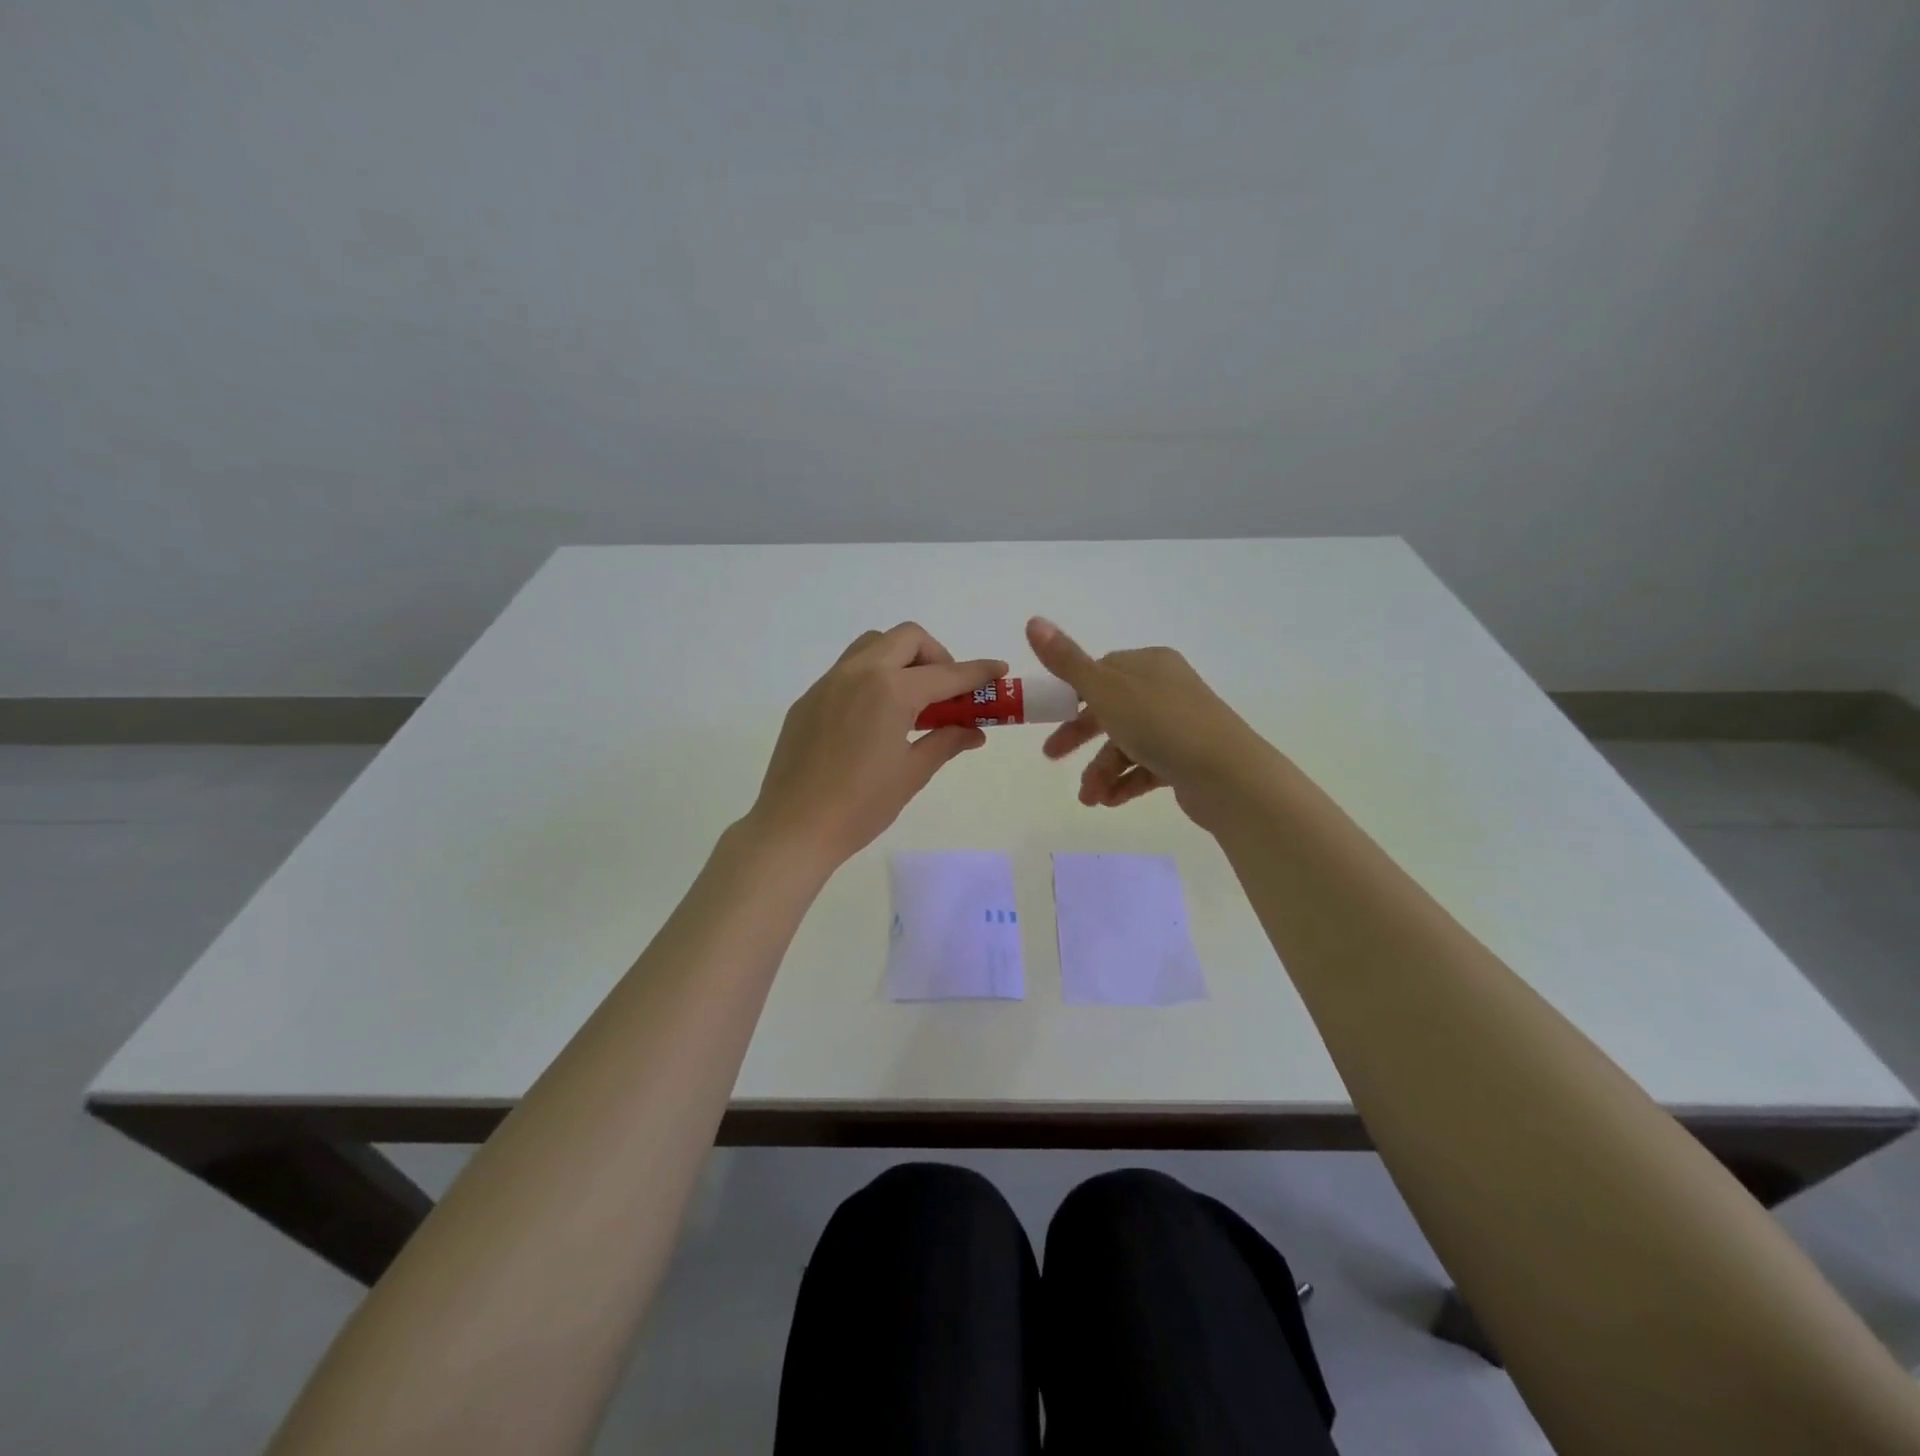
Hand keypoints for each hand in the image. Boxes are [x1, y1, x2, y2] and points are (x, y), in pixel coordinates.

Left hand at [748, 623, 1005, 864]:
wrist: (793, 828)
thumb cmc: (861, 806)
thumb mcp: (912, 774)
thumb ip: (946, 742)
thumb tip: (973, 731)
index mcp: (890, 691)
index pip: (946, 673)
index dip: (977, 672)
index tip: (998, 671)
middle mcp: (859, 673)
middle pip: (907, 638)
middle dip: (936, 656)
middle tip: (947, 691)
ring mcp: (828, 683)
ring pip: (873, 645)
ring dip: (901, 659)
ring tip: (911, 700)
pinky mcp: (808, 699)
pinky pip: (847, 670)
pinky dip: (872, 677)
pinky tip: (874, 717)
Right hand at [1027, 616, 1276, 828]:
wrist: (1229, 776)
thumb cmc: (1162, 725)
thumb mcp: (1106, 690)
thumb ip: (1067, 661)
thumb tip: (1032, 620)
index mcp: (1149, 664)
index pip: (1102, 671)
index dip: (1072, 694)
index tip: (1049, 715)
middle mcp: (1166, 689)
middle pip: (1111, 709)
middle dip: (1081, 736)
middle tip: (1052, 756)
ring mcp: (1179, 725)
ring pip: (1127, 744)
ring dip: (1101, 770)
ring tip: (1089, 798)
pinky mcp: (1187, 759)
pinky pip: (1146, 767)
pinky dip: (1125, 783)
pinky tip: (1109, 802)